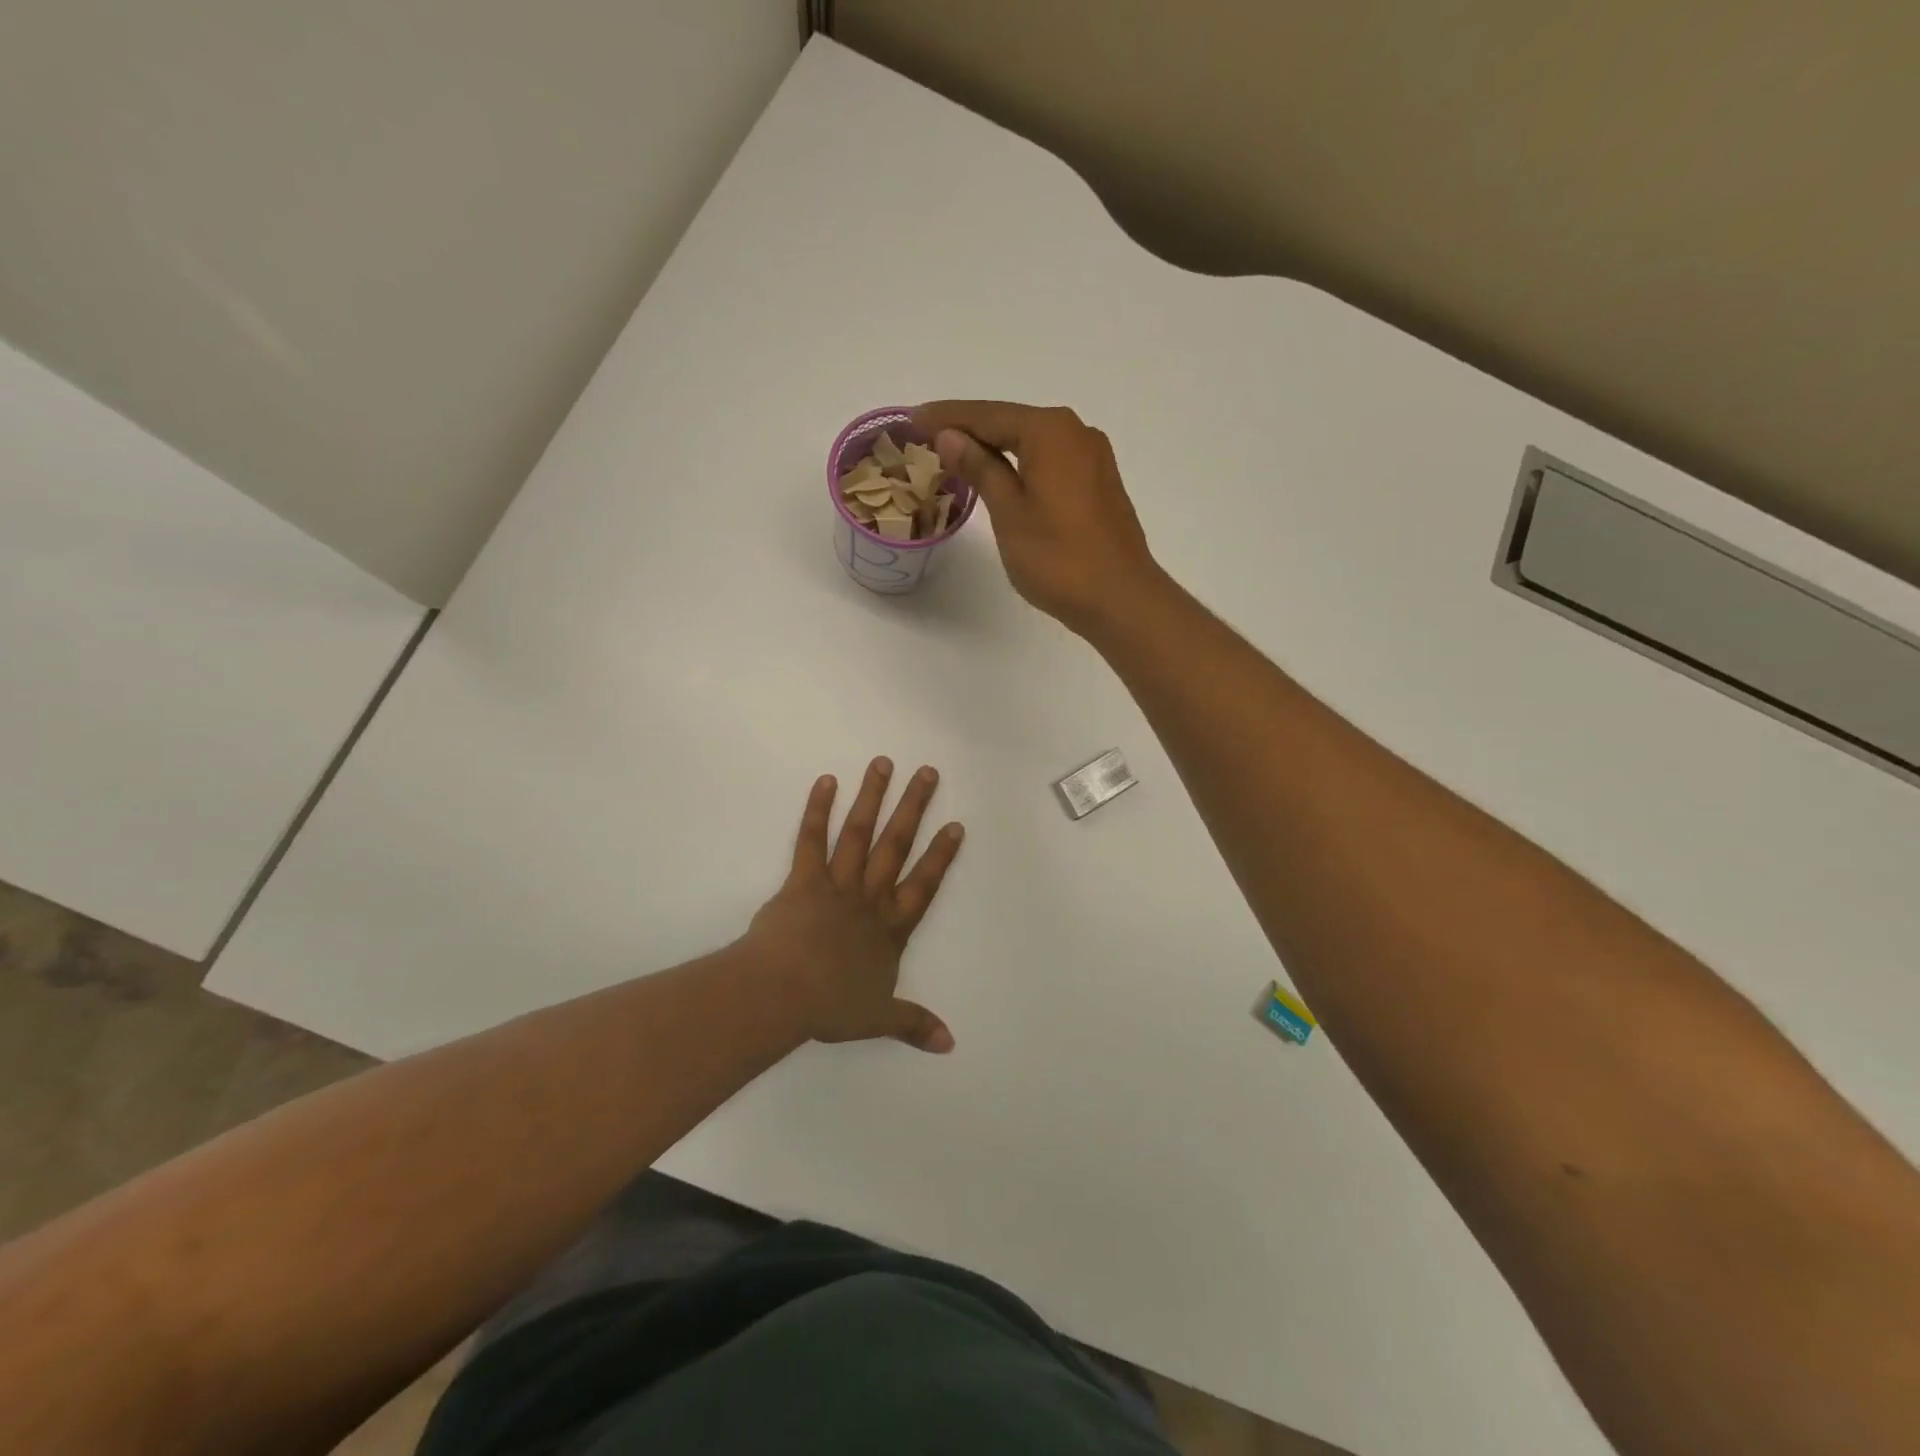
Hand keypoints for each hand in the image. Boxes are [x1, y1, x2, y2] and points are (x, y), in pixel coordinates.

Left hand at [744, 758, 963, 1052]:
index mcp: (890, 928)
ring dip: (872, 798)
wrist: (783, 993)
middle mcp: (869, 898)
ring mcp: (836, 885)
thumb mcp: (878, 1018)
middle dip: (913, 808)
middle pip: (896, 846)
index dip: (941, 855)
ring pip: (859, 834)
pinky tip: (826, 781)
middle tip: (927, 772)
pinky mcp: (802, 880)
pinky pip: (811, 840)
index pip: (924, 885)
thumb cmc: (831, 1006)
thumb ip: (913, 1024)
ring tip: (883, 763)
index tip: (955, 824)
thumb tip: (950, 1044)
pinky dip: (817, 810)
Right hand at [914, 401, 1164, 635]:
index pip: (988, 415)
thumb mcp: (1009, 512)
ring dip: (995, 447)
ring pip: (1033, 442)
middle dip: (970, 428)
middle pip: (1012, 423)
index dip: (947, 417)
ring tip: (956, 455)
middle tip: (927, 435)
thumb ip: (980, 469)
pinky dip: (1020, 464)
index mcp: (1050, 431)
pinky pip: (1050, 461)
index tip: (912, 419)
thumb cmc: (1058, 558)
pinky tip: (1001, 476)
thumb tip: (951, 435)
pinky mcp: (1099, 484)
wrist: (1120, 599)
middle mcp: (1076, 433)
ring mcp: (1093, 459)